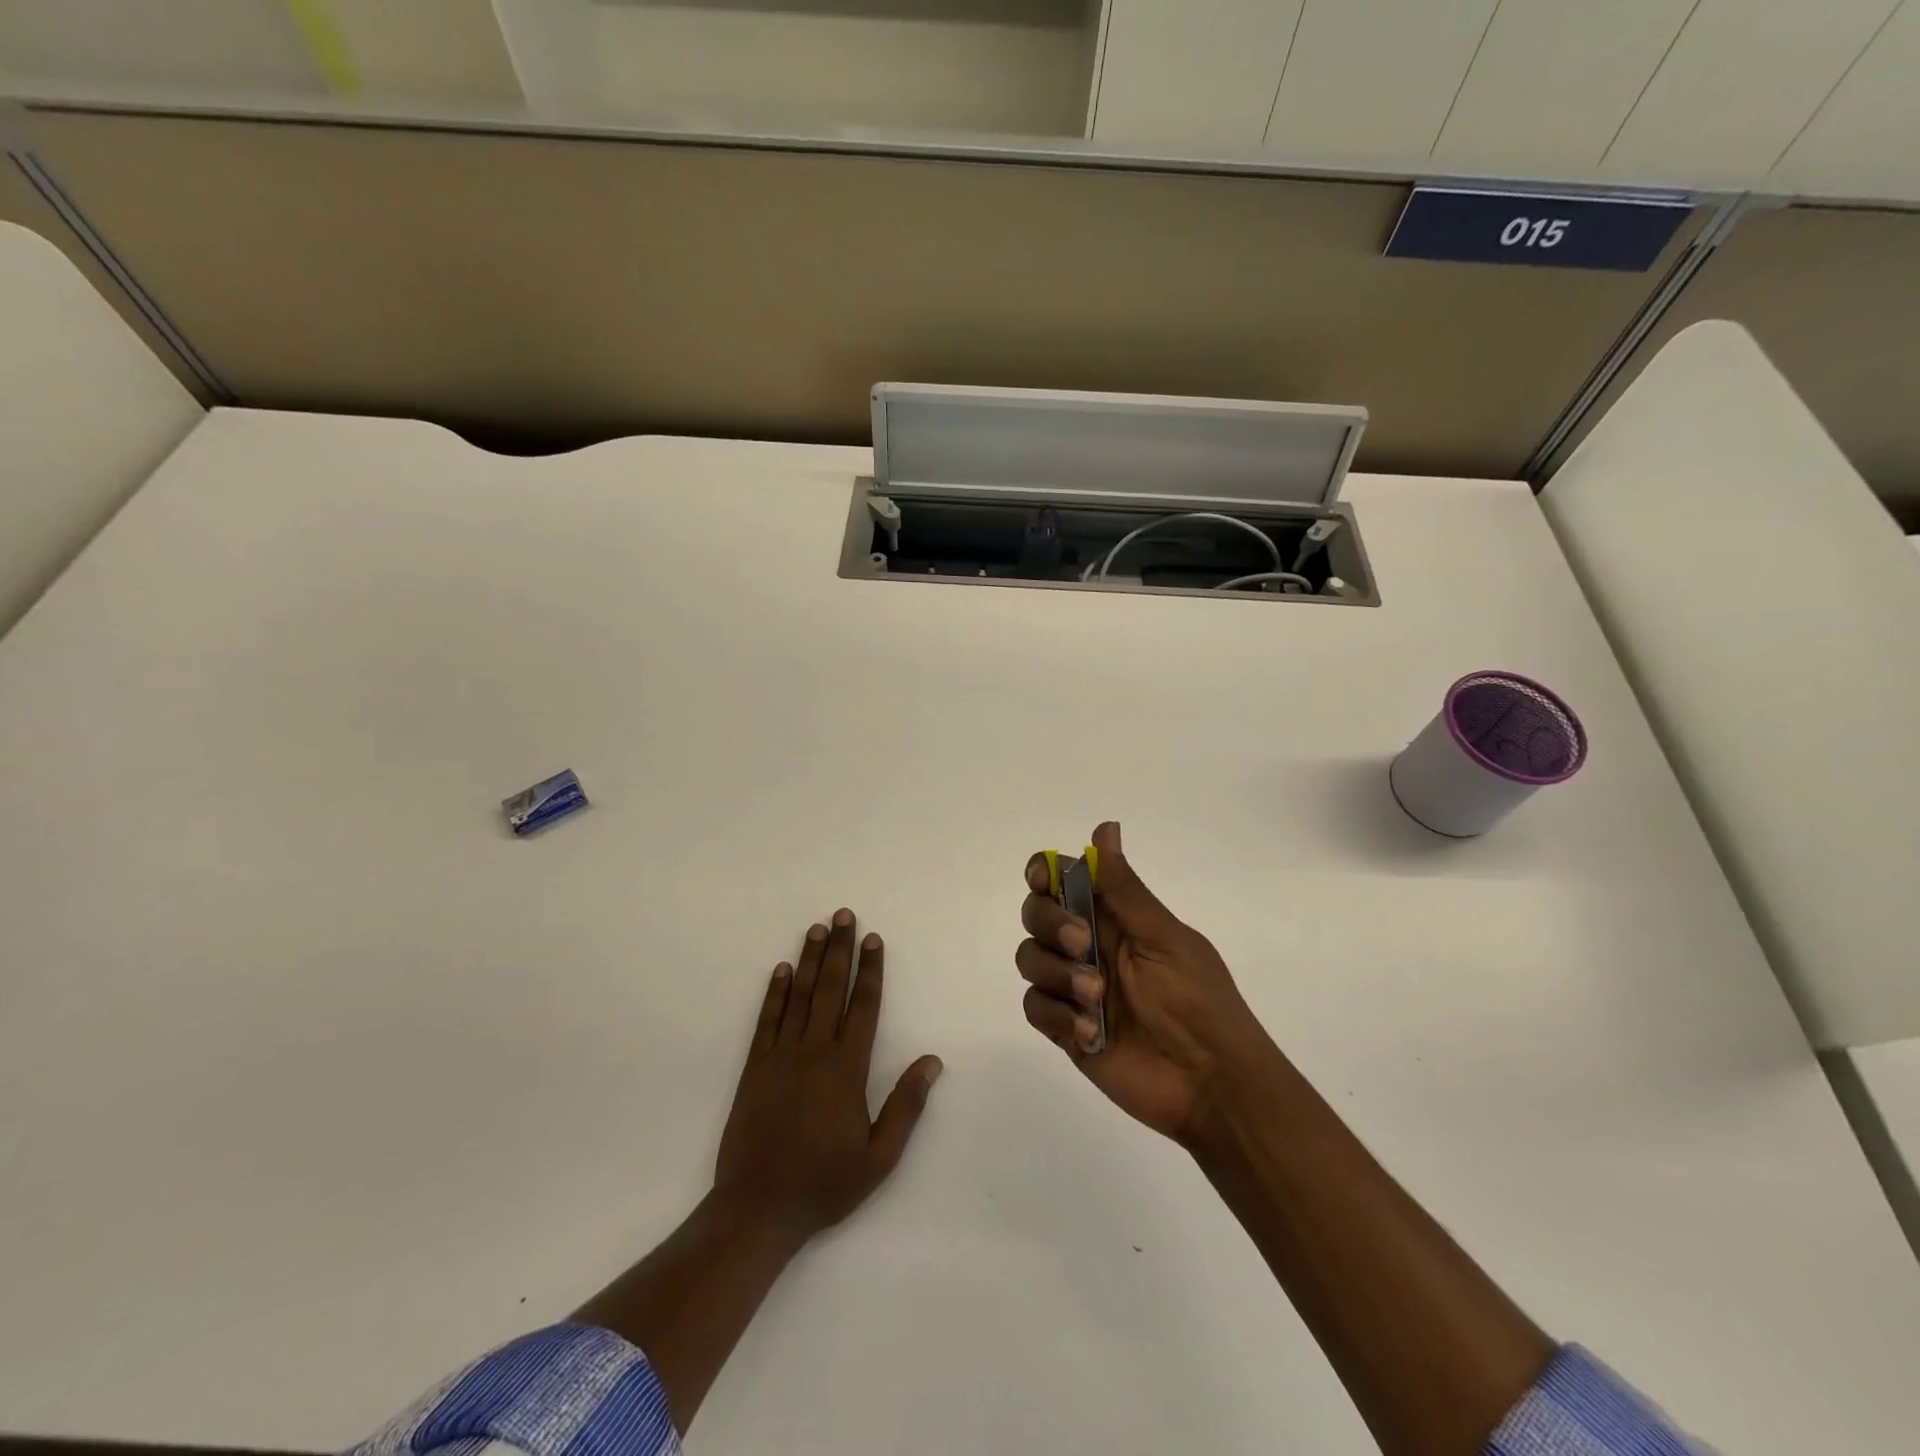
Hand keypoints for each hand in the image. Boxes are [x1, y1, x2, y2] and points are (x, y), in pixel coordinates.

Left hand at [716, 908, 942, 1242]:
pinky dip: (775, 993)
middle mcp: (814, 1051)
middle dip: (839, 949)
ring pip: (799, 996)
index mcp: (847, 1069)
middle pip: (831, 989)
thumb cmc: (824, 1183)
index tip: (874, 939)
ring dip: (809, 960)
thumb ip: (906, 1106)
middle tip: (843, 915)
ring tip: (816, 928)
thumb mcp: (879, 1157)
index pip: (864, 1006)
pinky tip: (781, 970)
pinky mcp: (754, 1067)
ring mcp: (781, 1056)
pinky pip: (767, 1020)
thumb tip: (932, 1061)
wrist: (758, 1208)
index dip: (871, 970)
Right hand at [1017, 822, 1276, 1143]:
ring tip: (1096, 1000)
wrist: (1212, 1085)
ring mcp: (1074, 987)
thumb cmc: (1199, 1001)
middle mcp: (1089, 945)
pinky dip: (1056, 1014)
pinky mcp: (1065, 1028)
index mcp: (1116, 917)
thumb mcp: (1164, 938)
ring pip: (1030, 958)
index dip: (1044, 873)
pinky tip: (1089, 1033)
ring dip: (1056, 973)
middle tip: (1084, 946)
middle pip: (1037, 914)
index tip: (1042, 881)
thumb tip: (1104, 828)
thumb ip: (1124, 888)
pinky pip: (1034, 1007)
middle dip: (1050, 924)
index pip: (1063, 880)